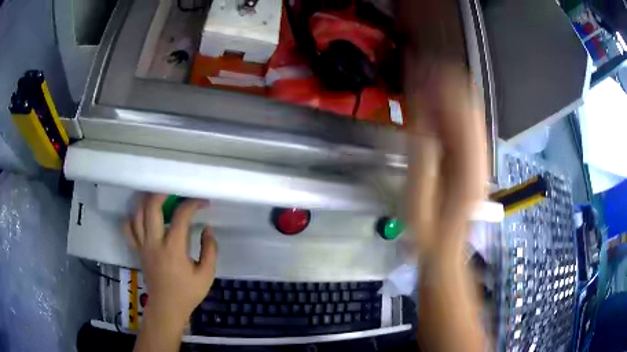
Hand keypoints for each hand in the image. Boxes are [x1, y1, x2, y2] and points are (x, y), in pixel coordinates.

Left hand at [123, 194, 216, 324]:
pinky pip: (128, 229)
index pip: (181, 216)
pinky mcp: (137, 250)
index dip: (193, 204)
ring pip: (137, 215)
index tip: (202, 202)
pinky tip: (141, 216)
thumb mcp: (207, 274)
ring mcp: (143, 245)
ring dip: (146, 201)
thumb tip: (207, 228)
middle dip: (162, 193)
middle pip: (151, 207)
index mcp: (173, 248)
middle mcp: (154, 242)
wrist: (167, 307)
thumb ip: (210, 249)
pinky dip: (132, 218)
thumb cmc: (188, 292)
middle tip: (174, 190)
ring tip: (157, 197)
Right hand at [406, 60, 487, 265]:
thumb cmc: (429, 232)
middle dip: (445, 81)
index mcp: (469, 167)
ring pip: (468, 113)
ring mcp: (477, 156)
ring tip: (425, 75)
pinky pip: (464, 126)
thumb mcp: (418, 200)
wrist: (447, 250)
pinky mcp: (472, 159)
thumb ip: (422, 159)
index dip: (441, 86)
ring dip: (448, 91)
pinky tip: (434, 99)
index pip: (461, 113)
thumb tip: (420, 120)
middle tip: (420, 66)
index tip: (419, 67)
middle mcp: (479, 156)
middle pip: (468, 107)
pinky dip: (449, 108)